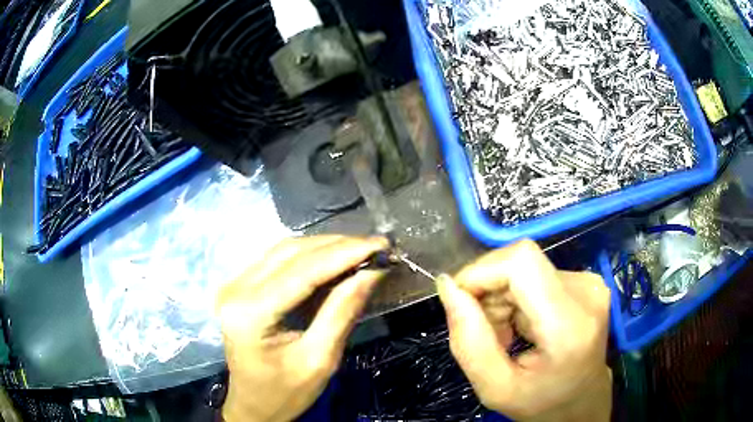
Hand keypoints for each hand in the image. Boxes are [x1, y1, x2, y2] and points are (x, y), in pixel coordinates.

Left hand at [217, 235, 388, 421]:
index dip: (345, 252)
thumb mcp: (320, 360)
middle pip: (292, 253)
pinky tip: (334, 259)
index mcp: (250, 313)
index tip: (381, 244)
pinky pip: (278, 260)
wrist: (253, 405)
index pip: (303, 271)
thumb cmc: (285, 393)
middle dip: (338, 245)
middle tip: (376, 247)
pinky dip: (309, 256)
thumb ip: (342, 312)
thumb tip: (370, 271)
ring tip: (360, 250)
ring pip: (285, 250)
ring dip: (325, 247)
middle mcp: (235, 290)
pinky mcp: (239, 286)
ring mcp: (233, 285)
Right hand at [436, 240, 611, 420]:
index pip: (521, 262)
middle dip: (488, 293)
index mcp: (569, 325)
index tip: (461, 304)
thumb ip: (468, 341)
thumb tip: (447, 286)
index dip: (481, 272)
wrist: (582, 401)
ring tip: (505, 335)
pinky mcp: (585, 280)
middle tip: (488, 335)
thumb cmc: (540, 403)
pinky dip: (517, 297)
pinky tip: (521, 325)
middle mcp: (586, 292)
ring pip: (524, 267)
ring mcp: (589, 283)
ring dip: (502, 298)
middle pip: (519, 263)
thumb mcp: (495, 389)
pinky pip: (535, 274)